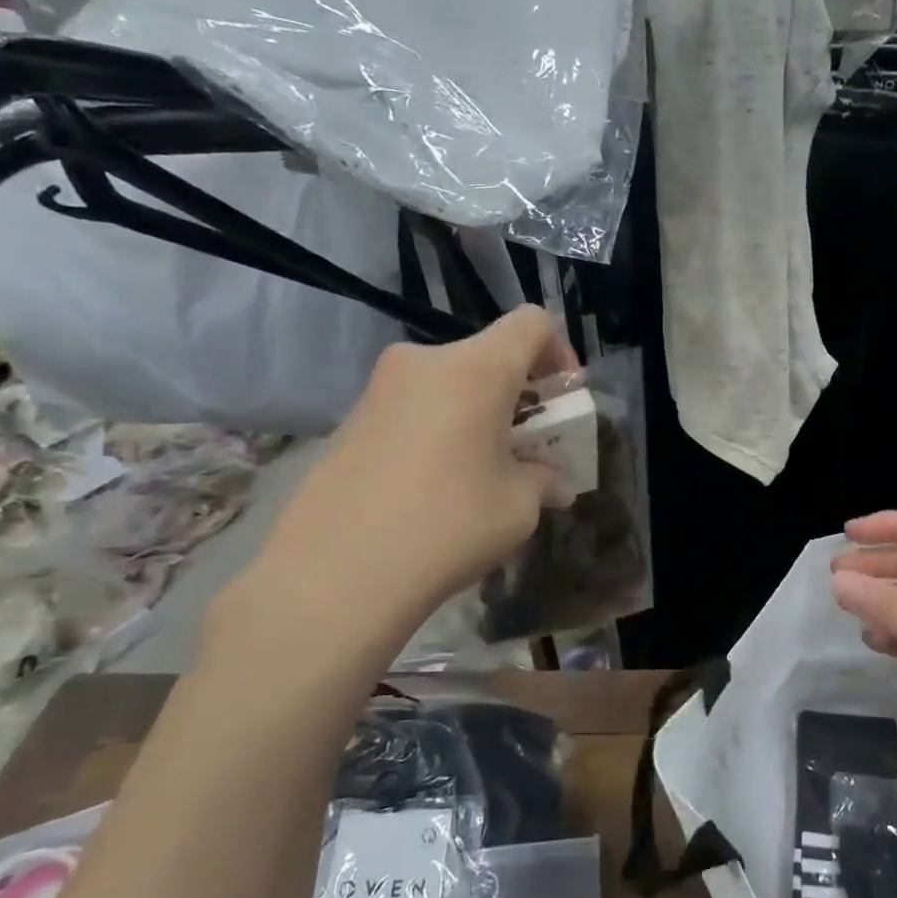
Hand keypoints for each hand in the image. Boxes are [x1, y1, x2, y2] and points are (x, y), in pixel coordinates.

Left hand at [223, 307, 577, 668]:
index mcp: (477, 369)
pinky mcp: (351, 419)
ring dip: (479, 413)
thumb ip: (544, 480)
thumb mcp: (520, 506)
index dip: (561, 352)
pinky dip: (441, 428)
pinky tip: (437, 484)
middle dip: (519, 393)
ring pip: (450, 382)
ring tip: (484, 471)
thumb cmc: (448, 525)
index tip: (562, 401)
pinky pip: (415, 407)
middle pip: (490, 355)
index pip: (532, 323)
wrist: (334, 574)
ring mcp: (381, 388)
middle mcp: (425, 362)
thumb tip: (553, 483)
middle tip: (528, 445)